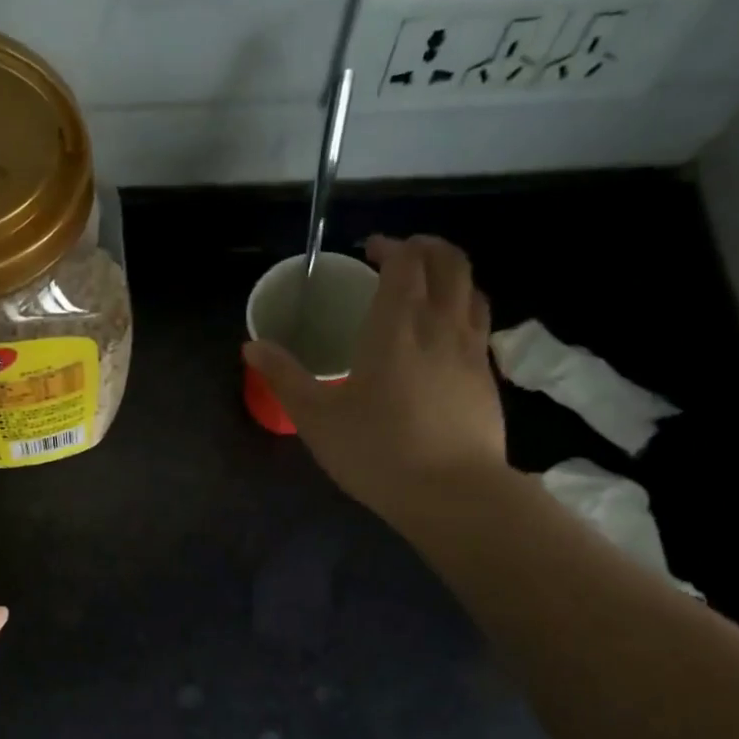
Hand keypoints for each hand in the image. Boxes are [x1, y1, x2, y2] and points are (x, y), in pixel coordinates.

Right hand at [243, 234, 508, 529]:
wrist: (452, 493)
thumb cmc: (376, 450)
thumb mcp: (316, 417)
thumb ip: (284, 376)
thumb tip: (251, 345)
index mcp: (396, 325)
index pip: (405, 262)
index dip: (390, 246)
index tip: (370, 250)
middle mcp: (441, 324)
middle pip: (449, 262)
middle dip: (426, 247)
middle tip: (399, 255)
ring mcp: (471, 349)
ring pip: (471, 289)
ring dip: (450, 274)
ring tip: (425, 286)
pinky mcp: (486, 376)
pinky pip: (479, 322)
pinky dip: (462, 308)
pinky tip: (442, 335)